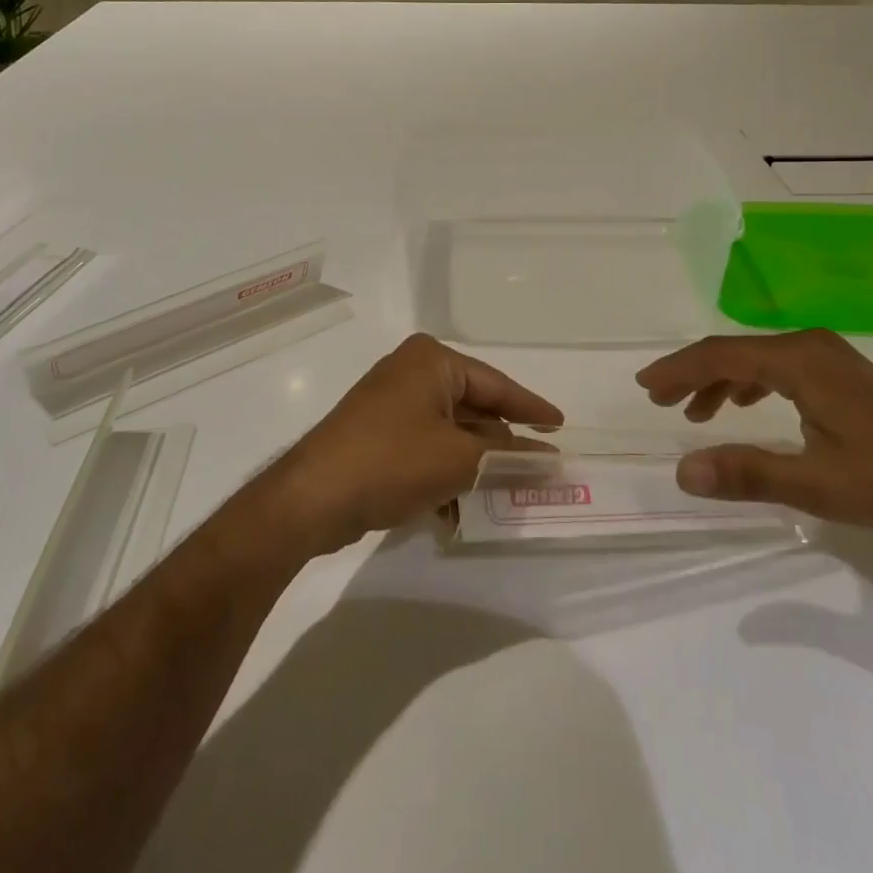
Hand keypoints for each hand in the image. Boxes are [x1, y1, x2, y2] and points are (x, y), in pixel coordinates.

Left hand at [271, 334, 562, 552]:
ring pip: (451, 434)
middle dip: (501, 446)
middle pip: (473, 409)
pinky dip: (444, 475)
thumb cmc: (392, 461)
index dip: (531, 408)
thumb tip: (548, 458)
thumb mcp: (460, 458)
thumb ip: (507, 455)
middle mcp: (412, 373)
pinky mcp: (378, 435)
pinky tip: (456, 512)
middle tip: (537, 471)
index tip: (561, 427)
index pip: (496, 384)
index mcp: (432, 361)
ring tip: (502, 499)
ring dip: (473, 468)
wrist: (312, 498)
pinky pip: (426, 449)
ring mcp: (392, 405)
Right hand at [634, 330, 872, 531]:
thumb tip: (682, 472)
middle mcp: (808, 345)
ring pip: (756, 358)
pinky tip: (744, 405)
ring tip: (695, 412)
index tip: (646, 387)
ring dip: (720, 380)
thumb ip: (747, 474)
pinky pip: (777, 366)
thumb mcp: (814, 483)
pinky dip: (749, 382)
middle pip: (734, 351)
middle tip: (660, 399)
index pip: (721, 355)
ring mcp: (827, 354)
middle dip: (693, 373)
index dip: (678, 370)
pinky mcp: (839, 370)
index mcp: (797, 360)